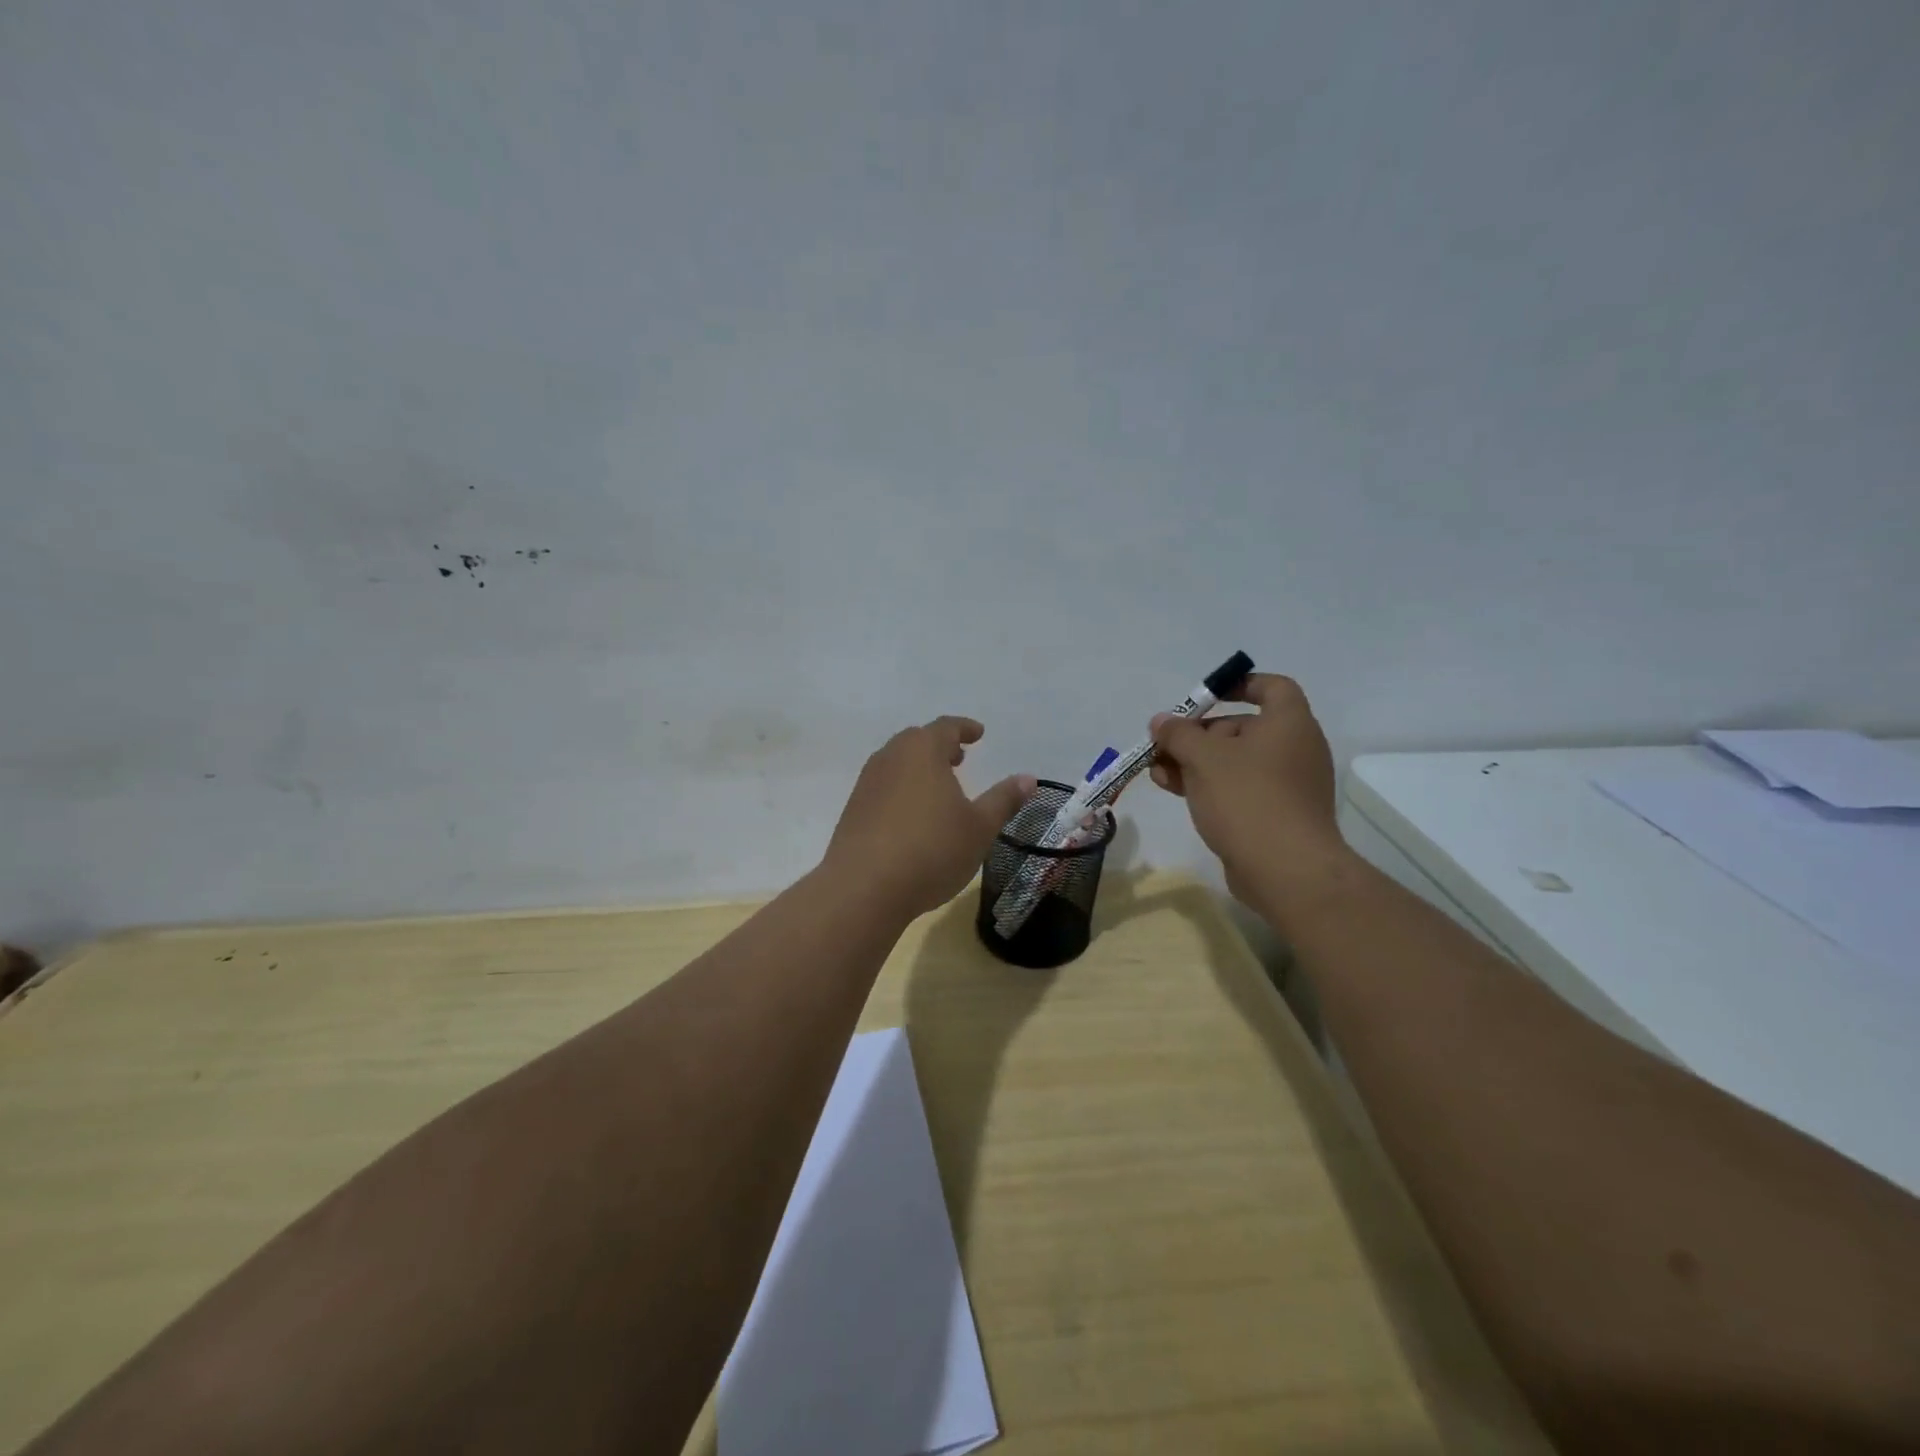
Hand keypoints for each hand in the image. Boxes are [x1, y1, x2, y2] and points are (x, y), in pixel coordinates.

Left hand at [824, 716, 1036, 919]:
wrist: (863, 888)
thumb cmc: (931, 850)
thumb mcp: (979, 827)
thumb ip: (1003, 800)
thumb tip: (1028, 778)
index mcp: (922, 750)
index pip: (946, 727)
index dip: (965, 728)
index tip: (978, 733)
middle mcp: (890, 758)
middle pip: (917, 740)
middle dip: (940, 746)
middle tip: (959, 758)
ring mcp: (867, 784)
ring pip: (896, 763)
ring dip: (919, 768)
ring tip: (938, 787)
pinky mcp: (853, 810)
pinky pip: (883, 787)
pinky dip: (902, 789)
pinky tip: (912, 816)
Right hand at [1148, 674, 1347, 907]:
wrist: (1286, 870)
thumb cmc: (1247, 798)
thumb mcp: (1203, 758)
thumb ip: (1178, 734)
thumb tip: (1161, 721)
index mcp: (1289, 723)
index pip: (1271, 687)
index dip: (1238, 685)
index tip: (1205, 697)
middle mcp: (1295, 749)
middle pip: (1243, 728)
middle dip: (1199, 734)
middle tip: (1165, 744)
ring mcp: (1288, 785)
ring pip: (1236, 762)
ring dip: (1195, 762)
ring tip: (1157, 770)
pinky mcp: (1277, 815)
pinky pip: (1240, 789)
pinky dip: (1209, 785)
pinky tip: (1173, 790)